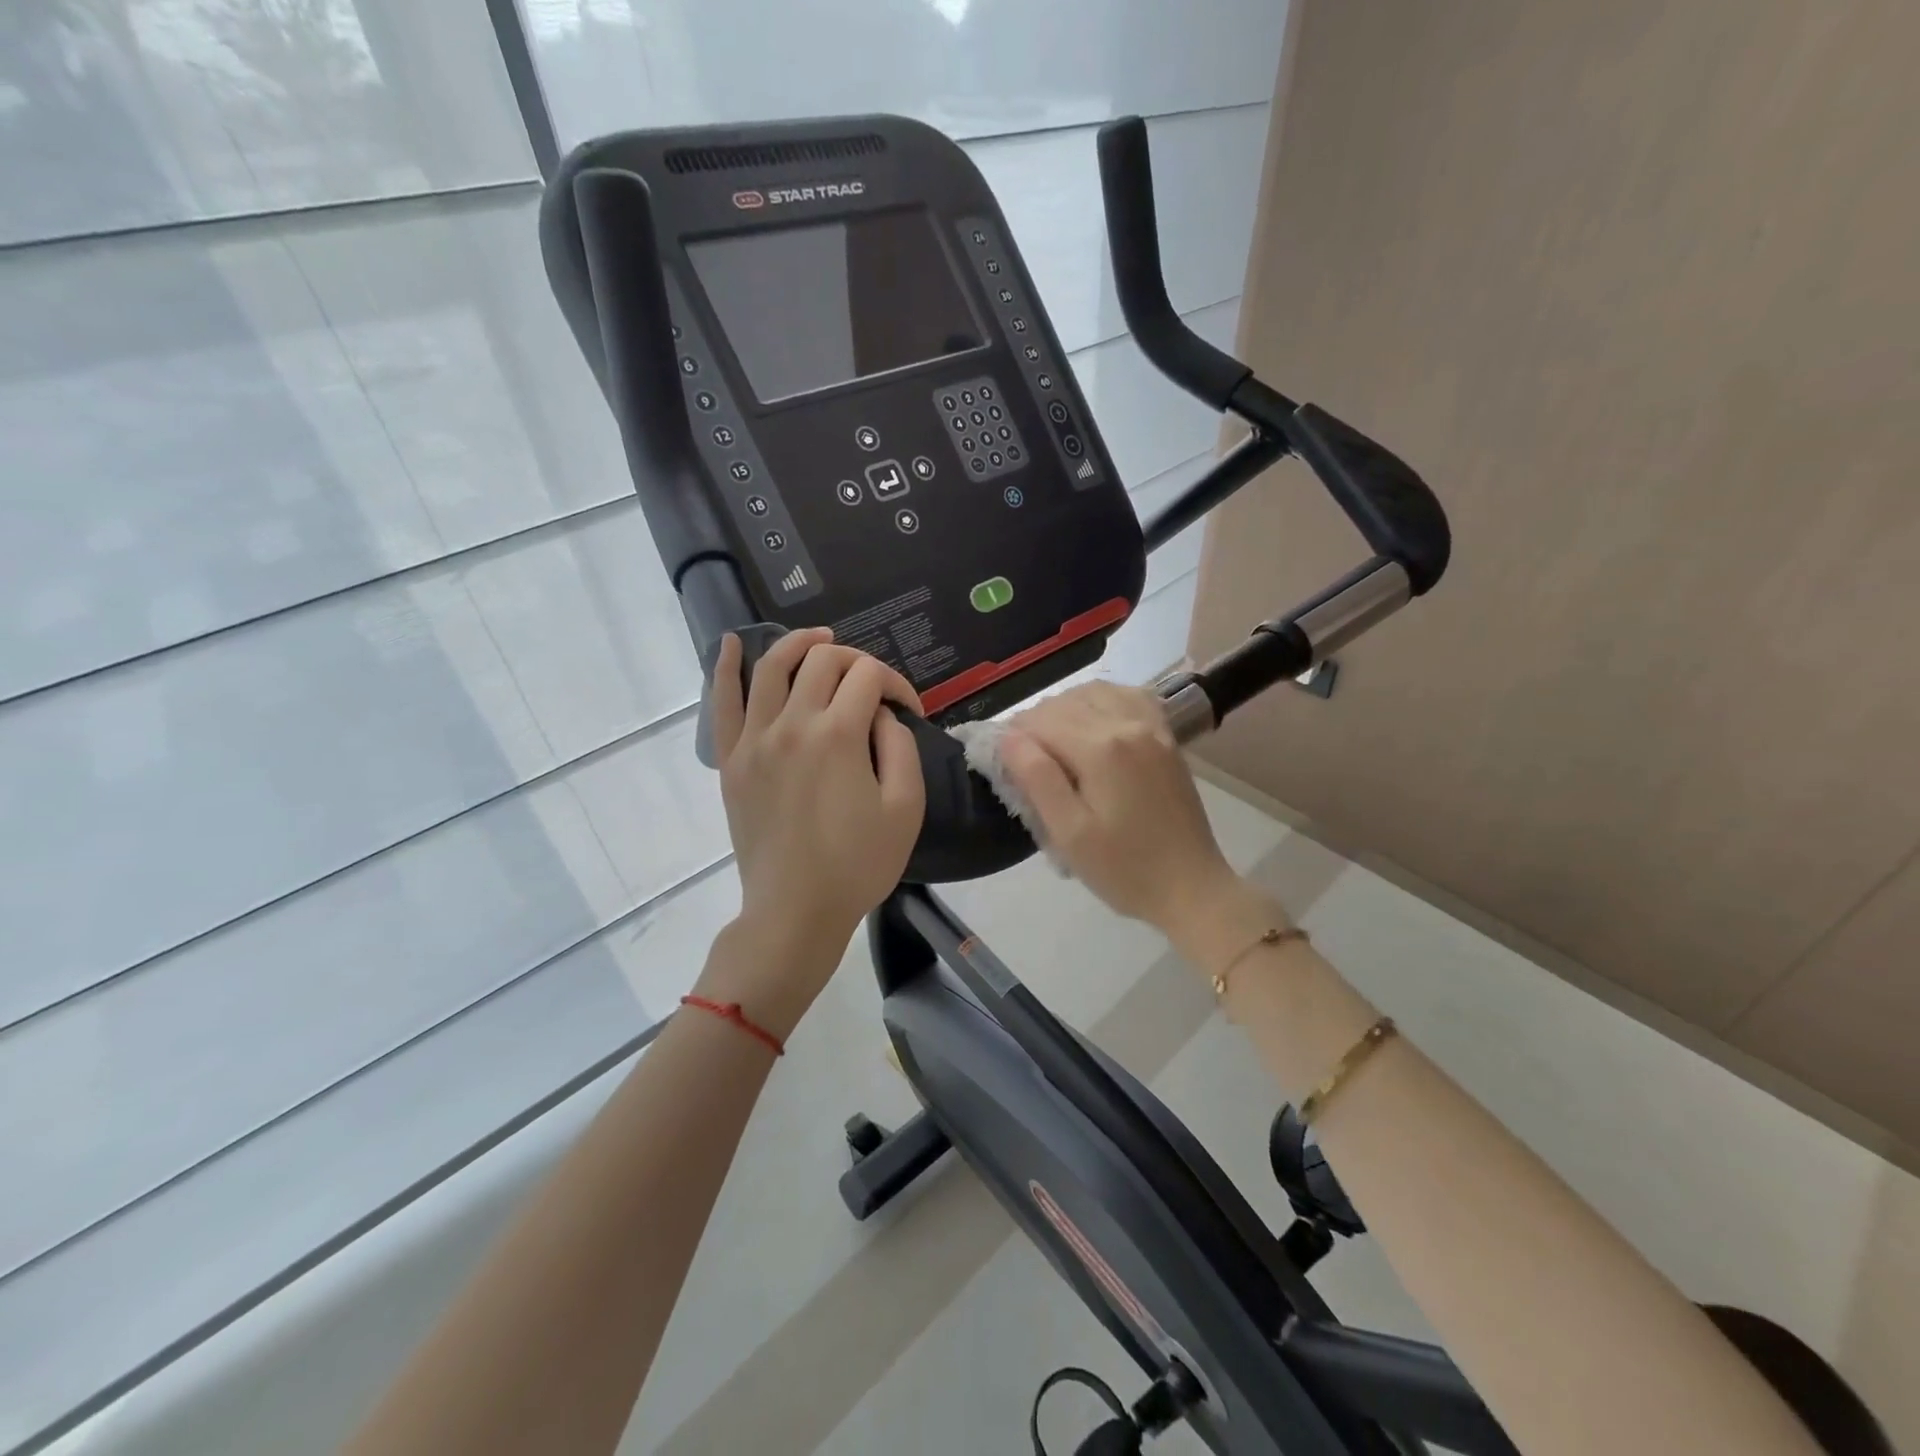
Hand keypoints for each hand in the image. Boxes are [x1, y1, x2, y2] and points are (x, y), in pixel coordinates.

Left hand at [707, 629, 925, 1028]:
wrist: (795, 911)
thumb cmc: (858, 865)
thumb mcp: (905, 808)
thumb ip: (900, 746)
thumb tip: (881, 715)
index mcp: (838, 734)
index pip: (869, 676)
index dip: (897, 683)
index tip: (910, 712)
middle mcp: (792, 723)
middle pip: (823, 660)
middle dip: (856, 661)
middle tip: (872, 688)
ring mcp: (754, 739)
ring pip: (772, 666)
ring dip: (799, 643)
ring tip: (819, 640)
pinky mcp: (731, 759)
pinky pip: (722, 701)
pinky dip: (724, 666)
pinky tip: (730, 642)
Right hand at [1000, 683, 1241, 935]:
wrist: (1192, 888)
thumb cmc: (1124, 870)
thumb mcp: (1070, 834)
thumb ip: (1037, 778)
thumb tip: (1007, 737)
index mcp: (1101, 749)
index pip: (1040, 721)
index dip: (1013, 736)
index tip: (1002, 762)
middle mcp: (1127, 724)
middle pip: (1065, 702)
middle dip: (1036, 723)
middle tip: (1023, 760)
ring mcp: (1152, 727)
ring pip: (1095, 692)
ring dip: (1065, 708)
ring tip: (1053, 742)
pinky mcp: (1167, 737)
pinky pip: (1128, 696)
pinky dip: (1102, 700)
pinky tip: (1093, 722)